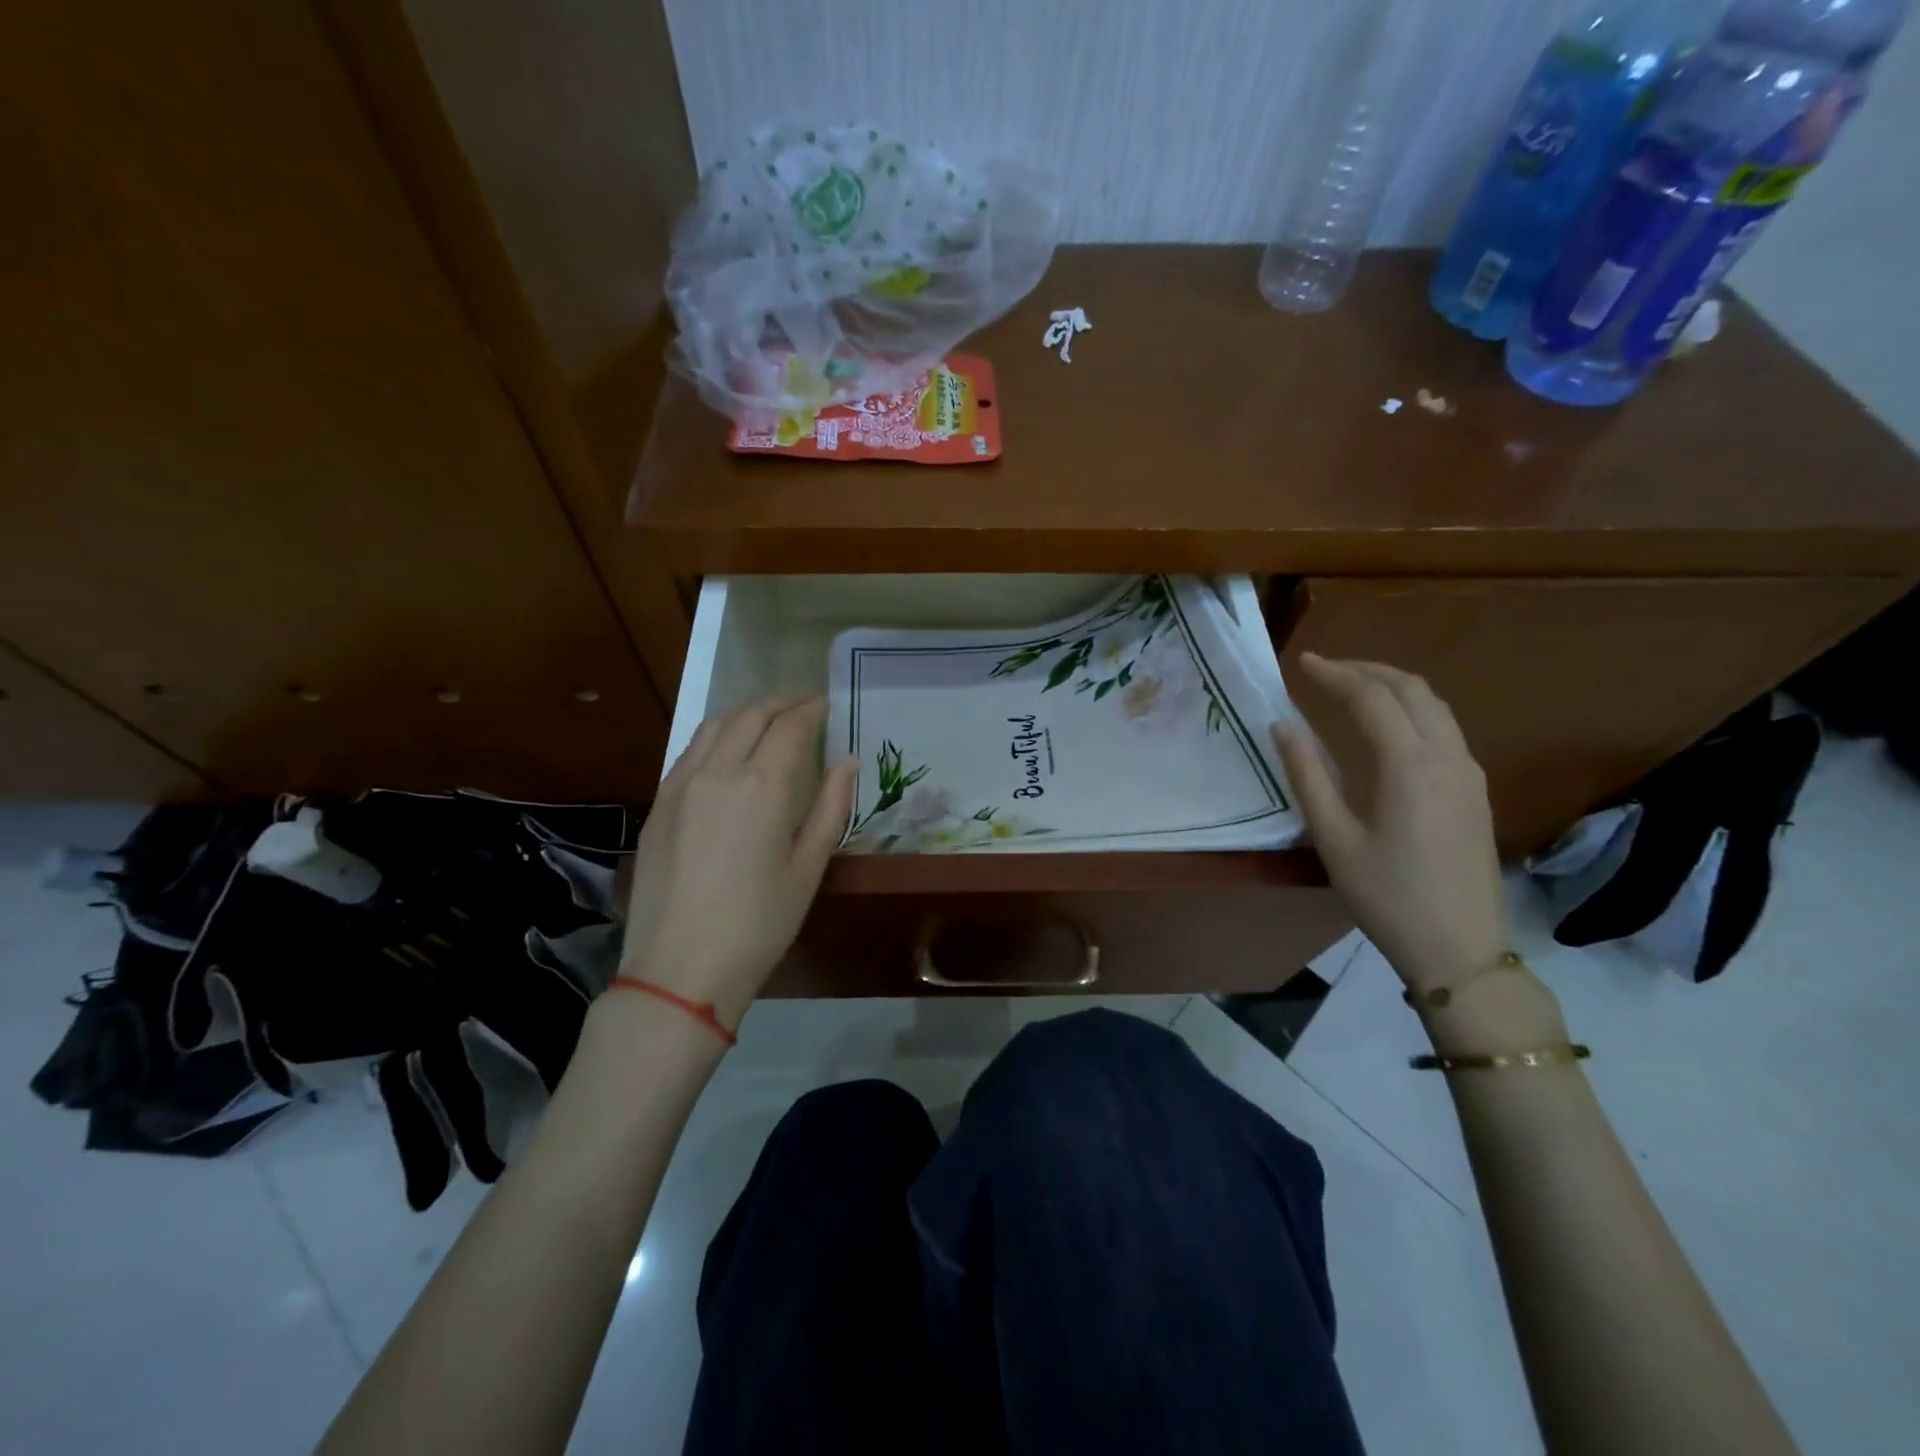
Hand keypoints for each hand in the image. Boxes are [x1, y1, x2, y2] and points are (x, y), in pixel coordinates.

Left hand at [619, 698, 854, 1029]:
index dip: (812, 709)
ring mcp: (680, 784)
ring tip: (768, 718)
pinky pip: (690, 750)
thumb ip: (830, 807)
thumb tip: (846, 762)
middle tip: (803, 704)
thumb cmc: (759, 924)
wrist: (679, 968)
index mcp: (762, 785)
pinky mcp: (658, 803)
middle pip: (751, 715)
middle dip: (780, 702)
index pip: (790, 726)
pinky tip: (728, 750)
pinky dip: (717, 735)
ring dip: (746, 712)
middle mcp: (718, 770)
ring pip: (714, 725)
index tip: (827, 704)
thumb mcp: (808, 868)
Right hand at [1271, 654, 1507, 994]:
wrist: (1461, 948)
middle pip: (1411, 689)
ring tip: (1352, 687)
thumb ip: (1307, 775)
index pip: (1371, 698)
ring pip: (1435, 705)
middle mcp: (1448, 756)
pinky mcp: (1476, 790)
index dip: (1334, 674)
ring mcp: (1469, 772)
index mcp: (1409, 765)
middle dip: (1366, 669)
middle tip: (1325, 668)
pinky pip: (1445, 728)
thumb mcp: (1333, 838)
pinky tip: (1386, 727)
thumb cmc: (1386, 895)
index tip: (1301, 662)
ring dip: (1392, 685)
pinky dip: (1411, 709)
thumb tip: (1284, 725)